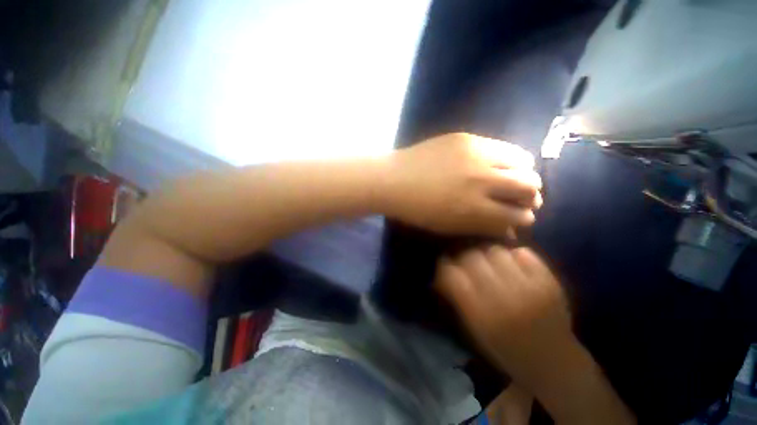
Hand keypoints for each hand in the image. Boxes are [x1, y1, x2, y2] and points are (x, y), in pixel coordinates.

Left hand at [385, 133, 541, 236]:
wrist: (393, 180)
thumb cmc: (417, 209)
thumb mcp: (449, 226)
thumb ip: (482, 227)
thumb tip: (510, 229)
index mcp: (475, 208)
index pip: (518, 215)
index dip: (524, 218)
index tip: (522, 218)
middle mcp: (482, 180)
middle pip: (529, 185)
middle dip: (532, 195)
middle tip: (524, 198)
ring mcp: (476, 155)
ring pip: (523, 161)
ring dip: (524, 173)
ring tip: (514, 178)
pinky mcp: (467, 138)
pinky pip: (502, 146)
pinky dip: (508, 157)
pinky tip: (498, 163)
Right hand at [434, 246, 570, 386]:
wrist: (554, 364)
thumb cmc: (507, 350)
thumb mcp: (475, 330)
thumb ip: (459, 298)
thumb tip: (444, 271)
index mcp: (481, 315)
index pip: (453, 275)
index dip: (445, 264)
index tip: (445, 262)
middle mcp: (502, 299)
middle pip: (473, 258)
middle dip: (465, 257)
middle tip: (467, 262)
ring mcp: (528, 288)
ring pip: (496, 251)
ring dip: (488, 255)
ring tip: (491, 263)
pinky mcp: (549, 282)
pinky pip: (523, 253)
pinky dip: (513, 255)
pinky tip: (512, 264)